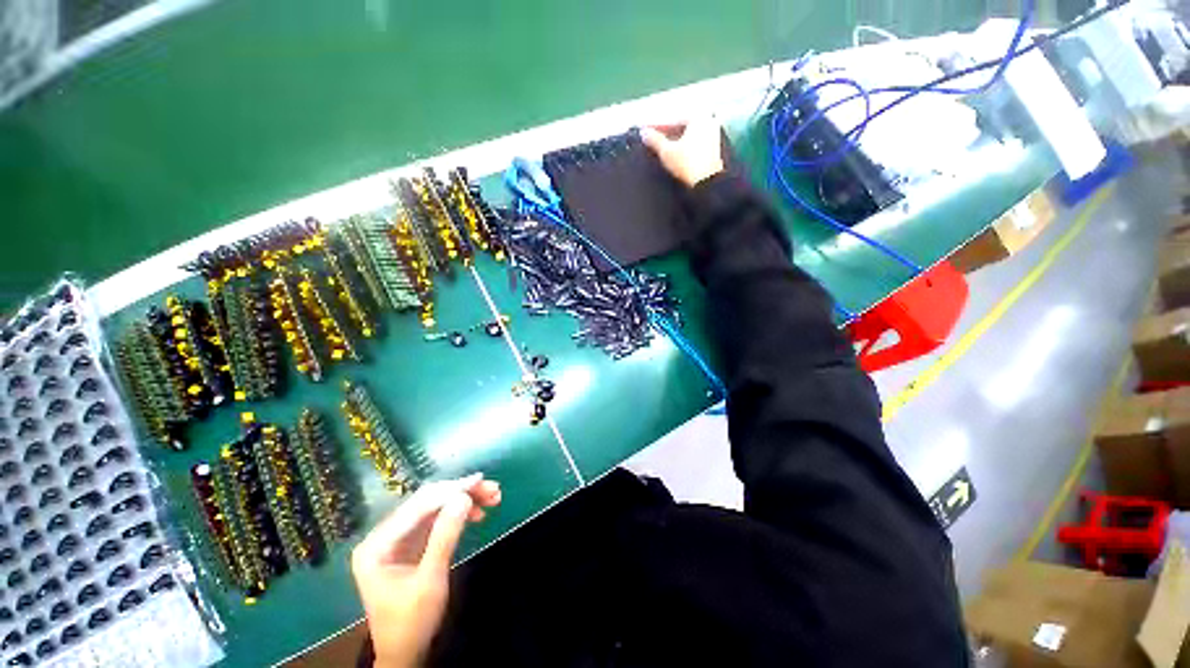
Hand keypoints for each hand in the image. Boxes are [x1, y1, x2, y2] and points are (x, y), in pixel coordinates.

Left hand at [351, 474, 501, 667]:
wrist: (405, 652)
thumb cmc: (412, 621)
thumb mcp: (430, 580)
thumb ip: (445, 536)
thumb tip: (464, 497)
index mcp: (377, 544)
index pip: (418, 506)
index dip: (450, 490)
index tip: (480, 481)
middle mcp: (384, 535)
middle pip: (427, 502)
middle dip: (461, 493)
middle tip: (492, 489)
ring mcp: (397, 538)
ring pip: (435, 507)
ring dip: (463, 500)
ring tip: (492, 498)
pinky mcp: (411, 543)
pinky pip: (436, 519)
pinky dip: (458, 514)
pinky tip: (477, 513)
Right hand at [641, 117, 725, 186]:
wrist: (706, 184)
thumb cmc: (689, 165)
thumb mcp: (666, 151)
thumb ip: (654, 140)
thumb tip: (645, 133)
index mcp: (699, 116)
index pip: (673, 119)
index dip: (658, 126)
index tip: (647, 131)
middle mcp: (709, 122)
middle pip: (682, 125)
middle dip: (668, 133)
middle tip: (654, 139)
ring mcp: (714, 136)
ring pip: (689, 135)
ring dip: (676, 140)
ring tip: (663, 149)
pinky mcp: (714, 150)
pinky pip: (695, 143)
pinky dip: (685, 147)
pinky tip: (676, 155)